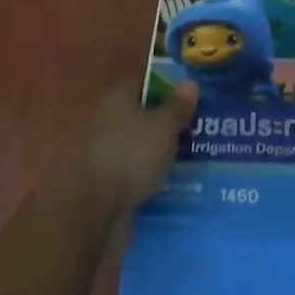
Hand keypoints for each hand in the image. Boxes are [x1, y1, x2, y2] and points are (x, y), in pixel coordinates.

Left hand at [76, 80, 197, 231]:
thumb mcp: (163, 127)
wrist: (96, 212)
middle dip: (166, 120)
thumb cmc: (131, 156)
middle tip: (198, 125)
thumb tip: (189, 82)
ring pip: (139, 144)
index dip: (167, 85)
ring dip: (160, 150)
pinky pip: (136, 171)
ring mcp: (105, 153)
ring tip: (193, 155)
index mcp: (117, 98)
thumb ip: (177, 106)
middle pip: (142, 114)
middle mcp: (107, 120)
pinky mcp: (108, 182)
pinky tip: (174, 180)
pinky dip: (151, 174)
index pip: (143, 82)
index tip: (191, 93)